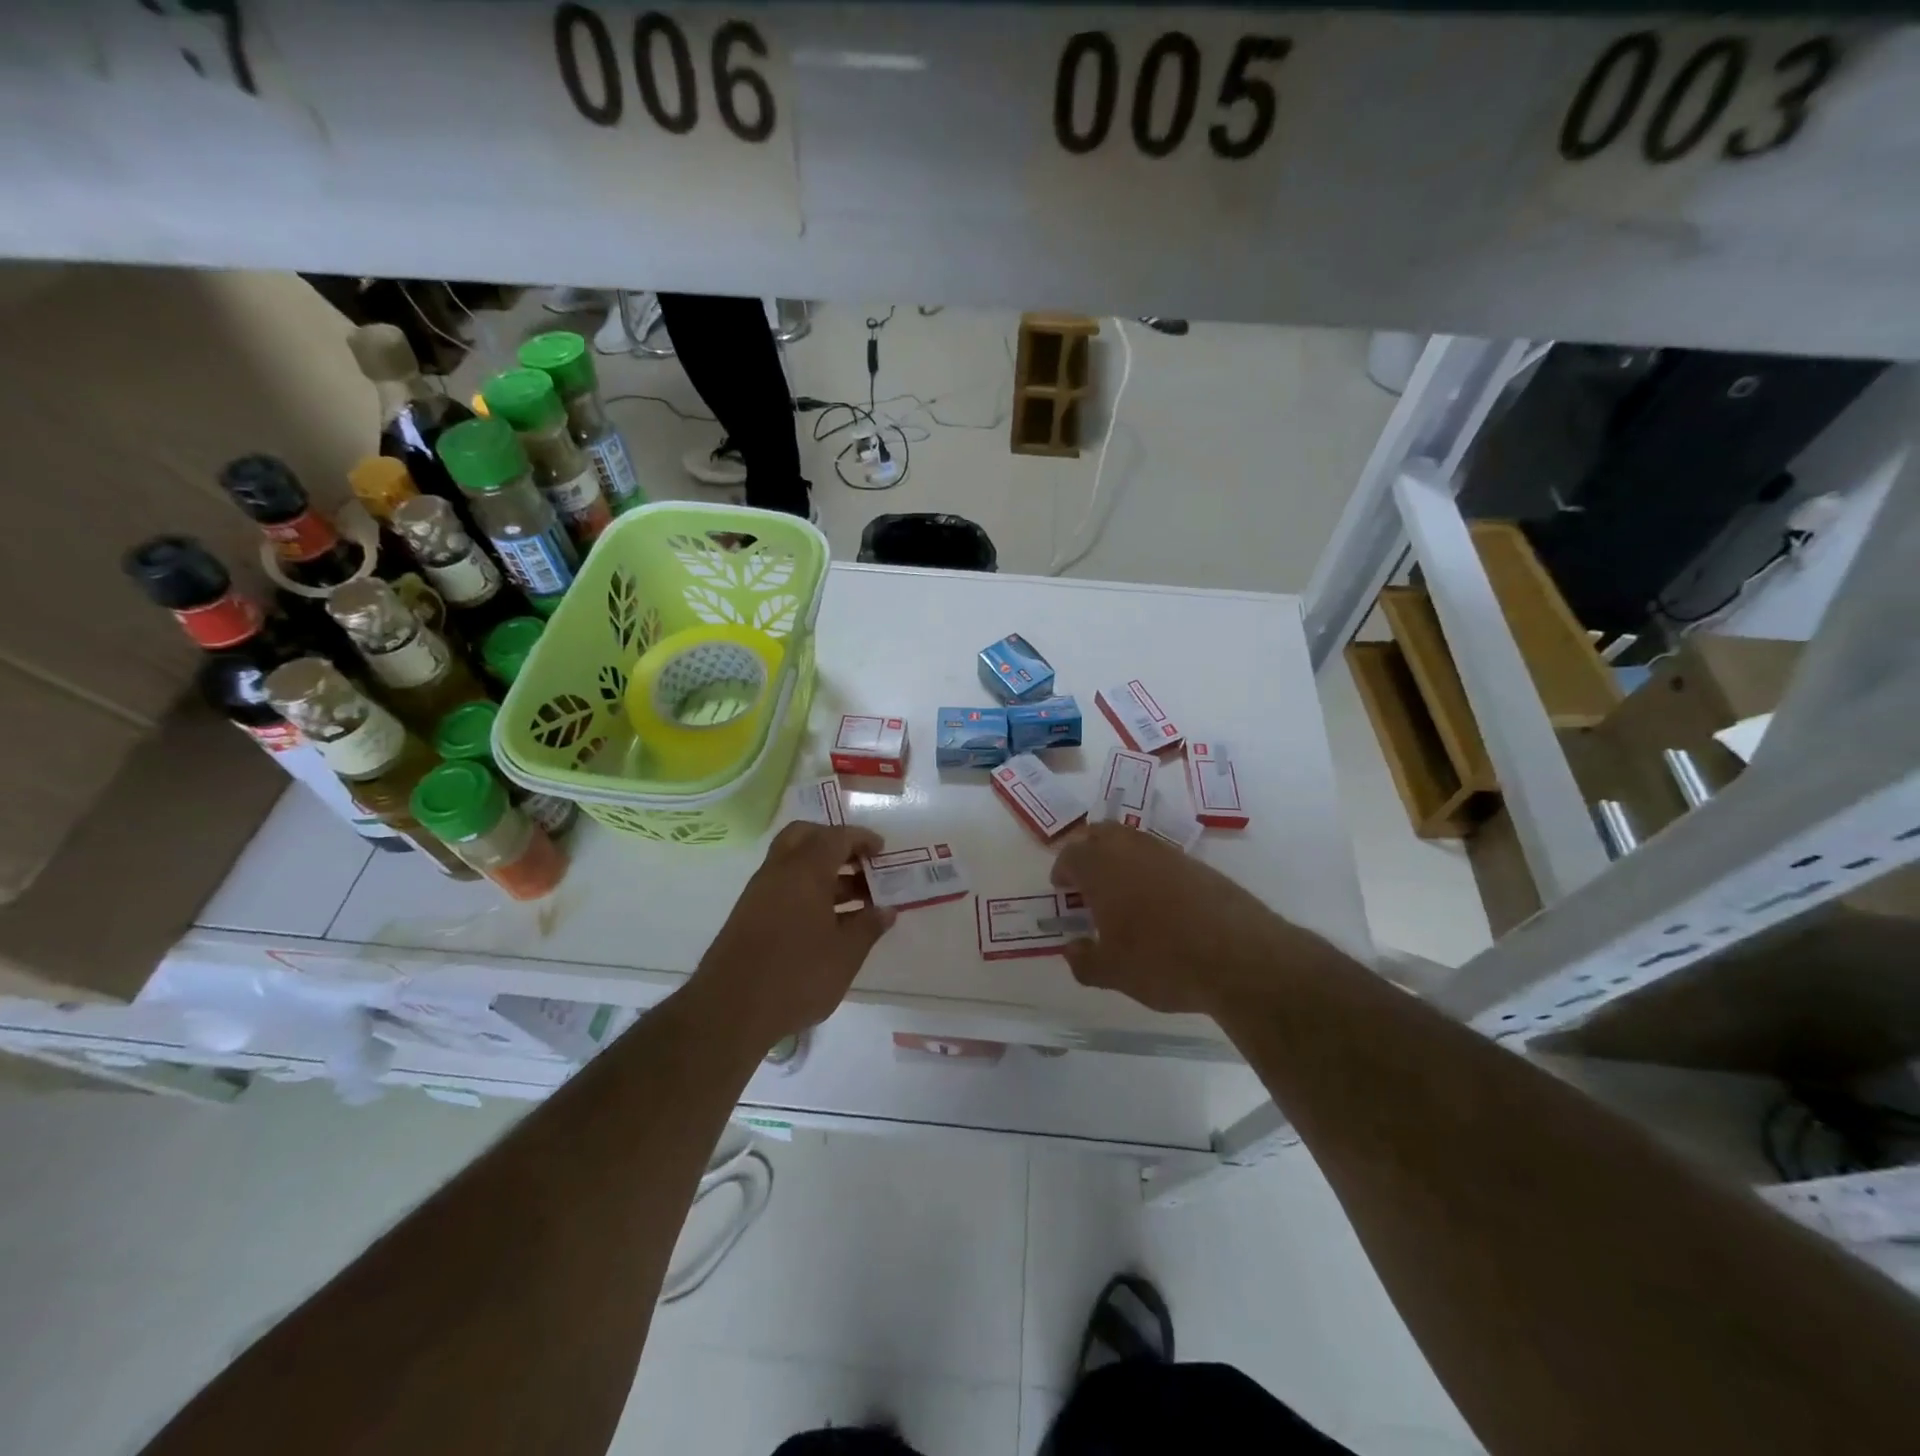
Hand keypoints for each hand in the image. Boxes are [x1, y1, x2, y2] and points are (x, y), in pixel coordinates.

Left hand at [694, 822, 895, 1046]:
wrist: (729, 1011)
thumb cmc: (796, 976)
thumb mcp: (845, 954)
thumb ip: (868, 927)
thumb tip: (886, 910)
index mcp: (805, 871)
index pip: (836, 837)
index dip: (861, 839)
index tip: (882, 850)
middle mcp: (778, 871)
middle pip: (805, 836)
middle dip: (834, 843)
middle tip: (860, 864)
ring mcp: (758, 893)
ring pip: (792, 862)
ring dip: (823, 870)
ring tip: (855, 899)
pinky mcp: (748, 915)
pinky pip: (782, 885)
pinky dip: (806, 889)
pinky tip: (827, 920)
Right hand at [1051, 823, 1330, 1016]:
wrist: (1240, 956)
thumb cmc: (1162, 962)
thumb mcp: (1114, 973)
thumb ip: (1085, 960)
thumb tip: (1072, 949)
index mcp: (1102, 868)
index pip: (1071, 854)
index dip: (1063, 869)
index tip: (1062, 888)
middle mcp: (1132, 850)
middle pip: (1101, 833)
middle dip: (1089, 851)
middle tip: (1087, 880)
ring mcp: (1168, 854)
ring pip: (1133, 841)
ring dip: (1120, 858)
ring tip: (1122, 891)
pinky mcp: (1199, 865)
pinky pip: (1162, 857)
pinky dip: (1150, 870)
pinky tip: (1158, 901)